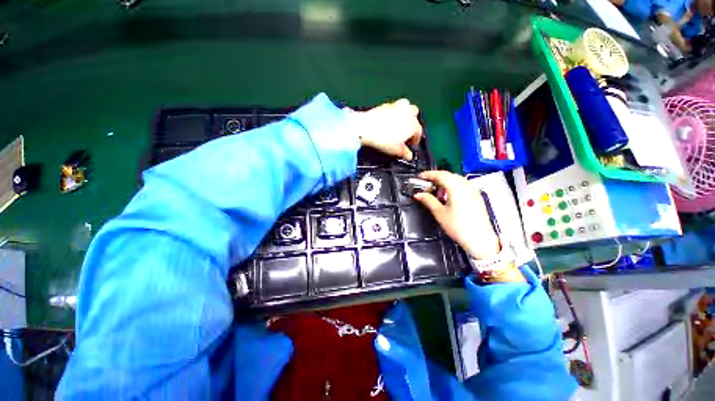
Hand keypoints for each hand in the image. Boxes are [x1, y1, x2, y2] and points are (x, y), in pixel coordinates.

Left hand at [349, 99, 422, 159]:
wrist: (366, 128)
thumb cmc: (383, 140)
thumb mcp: (396, 150)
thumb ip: (405, 153)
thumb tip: (409, 156)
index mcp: (412, 124)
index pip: (418, 131)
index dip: (416, 139)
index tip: (411, 144)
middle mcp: (407, 112)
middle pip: (415, 114)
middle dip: (412, 122)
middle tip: (406, 132)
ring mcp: (396, 106)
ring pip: (406, 106)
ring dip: (405, 113)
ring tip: (399, 123)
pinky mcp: (385, 105)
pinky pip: (393, 107)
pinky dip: (393, 112)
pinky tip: (387, 121)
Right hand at [413, 171, 499, 259]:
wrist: (480, 239)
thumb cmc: (458, 226)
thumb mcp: (440, 213)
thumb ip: (428, 201)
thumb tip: (418, 194)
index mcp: (456, 187)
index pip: (440, 175)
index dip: (429, 174)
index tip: (420, 176)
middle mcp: (466, 185)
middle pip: (449, 175)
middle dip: (436, 177)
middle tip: (425, 183)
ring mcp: (473, 190)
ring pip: (456, 179)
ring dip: (444, 181)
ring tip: (435, 190)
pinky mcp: (476, 195)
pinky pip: (462, 184)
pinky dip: (452, 185)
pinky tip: (447, 194)